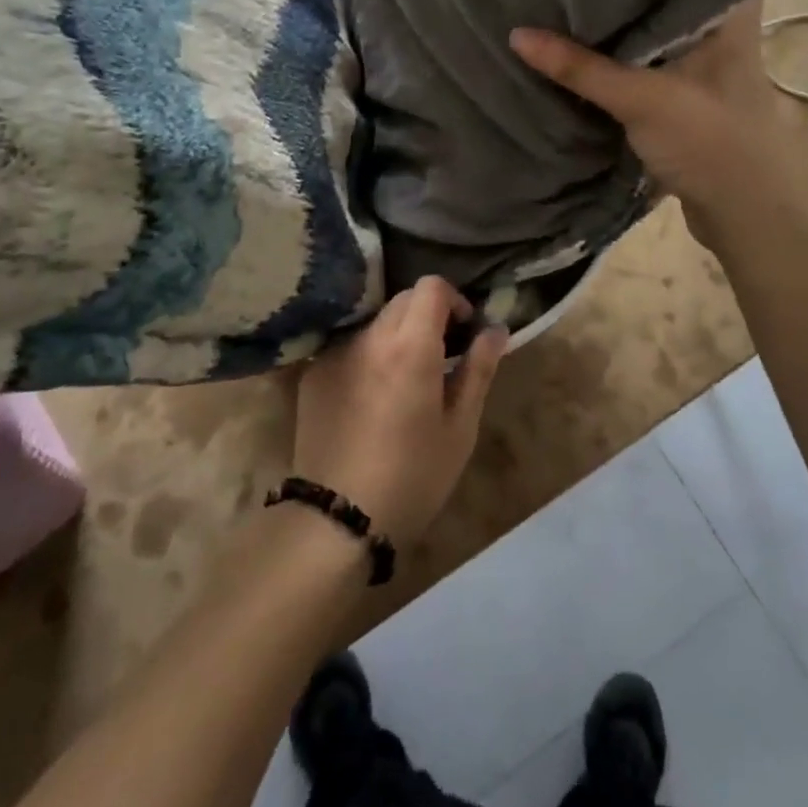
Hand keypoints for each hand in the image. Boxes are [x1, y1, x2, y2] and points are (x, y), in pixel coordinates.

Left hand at [294, 278, 508, 545]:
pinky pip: (348, 346)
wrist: (337, 520)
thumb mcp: (459, 428)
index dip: (453, 300)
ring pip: (374, 322)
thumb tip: (495, 329)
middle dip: (426, 315)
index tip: (462, 331)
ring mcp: (335, 352)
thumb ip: (478, 369)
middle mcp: (368, 337)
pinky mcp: (312, 372)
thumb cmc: (413, 476)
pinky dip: (367, 355)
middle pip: (402, 300)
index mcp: (410, 346)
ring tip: (404, 379)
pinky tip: (371, 397)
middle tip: (439, 356)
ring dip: (395, 335)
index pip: (431, 286)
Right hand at [509, 0, 802, 246]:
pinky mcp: (685, 96)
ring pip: (655, 32)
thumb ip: (580, 68)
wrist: (747, 211)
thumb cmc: (709, 137)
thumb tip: (517, 34)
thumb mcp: (641, 98)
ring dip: (621, 24)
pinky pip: (646, 64)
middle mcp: (720, 29)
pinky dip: (620, 59)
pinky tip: (586, 46)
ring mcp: (703, 65)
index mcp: (728, 11)